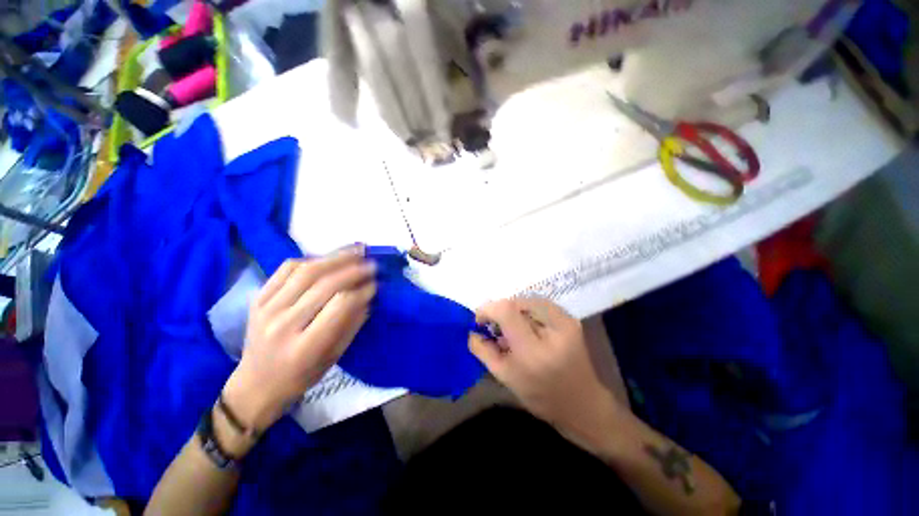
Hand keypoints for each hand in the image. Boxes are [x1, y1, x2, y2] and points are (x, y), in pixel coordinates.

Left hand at [223, 249, 376, 432]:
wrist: (256, 384)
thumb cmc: (301, 375)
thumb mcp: (334, 356)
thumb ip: (352, 323)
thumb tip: (369, 293)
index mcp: (305, 346)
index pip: (341, 305)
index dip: (362, 290)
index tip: (376, 284)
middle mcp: (283, 324)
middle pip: (324, 284)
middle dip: (353, 269)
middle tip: (371, 262)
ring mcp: (266, 308)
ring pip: (306, 271)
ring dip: (335, 257)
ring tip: (355, 250)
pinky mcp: (257, 298)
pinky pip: (286, 269)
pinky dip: (310, 259)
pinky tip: (327, 258)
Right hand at [469, 298, 621, 448]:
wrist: (583, 404)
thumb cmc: (541, 397)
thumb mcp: (506, 378)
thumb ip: (484, 351)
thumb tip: (472, 331)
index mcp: (534, 351)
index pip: (507, 311)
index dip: (488, 309)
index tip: (480, 320)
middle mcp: (553, 331)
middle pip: (517, 302)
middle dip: (500, 310)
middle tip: (496, 326)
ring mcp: (566, 322)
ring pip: (528, 300)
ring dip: (513, 309)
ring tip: (511, 327)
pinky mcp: (571, 319)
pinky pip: (540, 304)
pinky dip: (527, 310)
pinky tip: (526, 325)